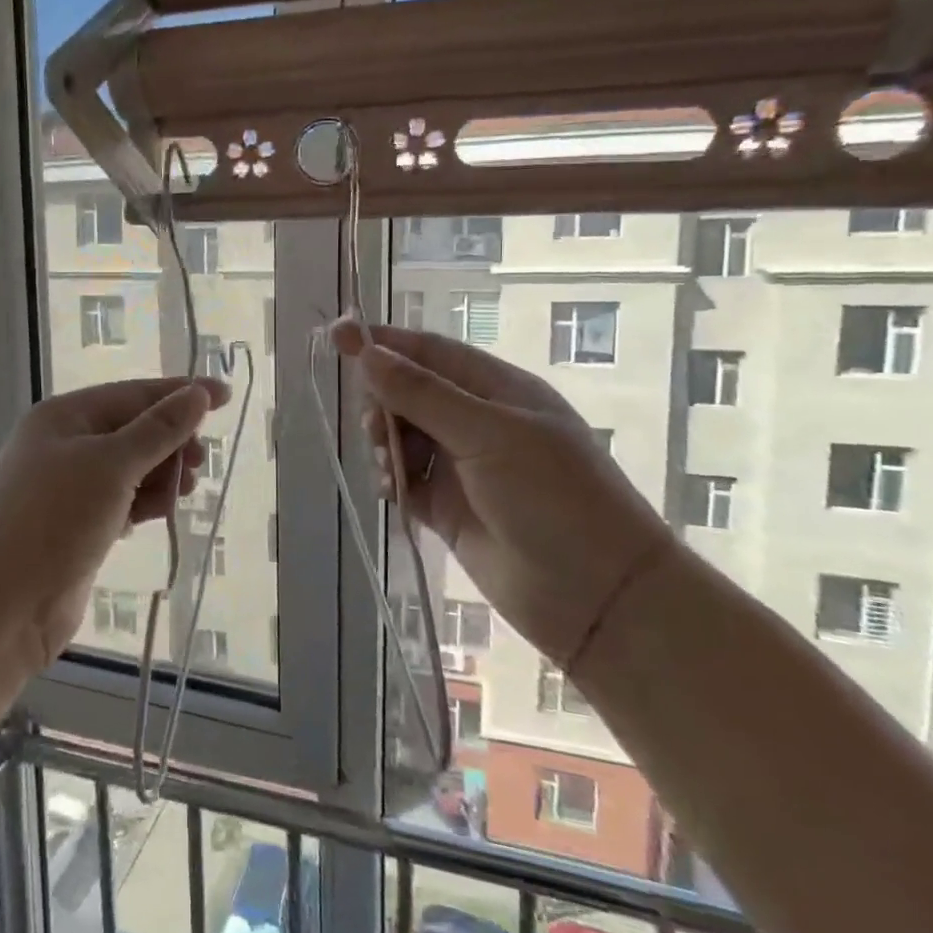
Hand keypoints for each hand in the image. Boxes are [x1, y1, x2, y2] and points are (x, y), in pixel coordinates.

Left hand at [0, 376, 229, 671]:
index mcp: (65, 416)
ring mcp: (68, 488)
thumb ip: (159, 429)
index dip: (181, 393)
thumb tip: (198, 393)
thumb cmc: (55, 520)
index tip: (226, 396)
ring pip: (130, 468)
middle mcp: (64, 445)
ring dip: (160, 475)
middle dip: (170, 442)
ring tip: (180, 494)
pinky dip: (144, 502)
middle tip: (198, 465)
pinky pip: (121, 500)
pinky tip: (159, 514)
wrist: (0, 606)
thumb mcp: (112, 465)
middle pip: (133, 430)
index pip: (134, 393)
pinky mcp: (76, 526)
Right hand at [334, 321, 675, 666]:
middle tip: (375, 427)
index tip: (337, 336)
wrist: (596, 596)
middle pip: (409, 393)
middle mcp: (477, 421)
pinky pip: (406, 479)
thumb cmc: (552, 497)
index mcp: (496, 389)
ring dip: (385, 444)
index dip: (384, 342)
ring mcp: (462, 466)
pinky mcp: (449, 507)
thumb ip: (422, 395)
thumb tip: (367, 353)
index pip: (429, 352)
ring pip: (402, 436)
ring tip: (390, 468)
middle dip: (383, 402)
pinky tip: (392, 490)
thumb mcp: (488, 435)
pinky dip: (392, 479)